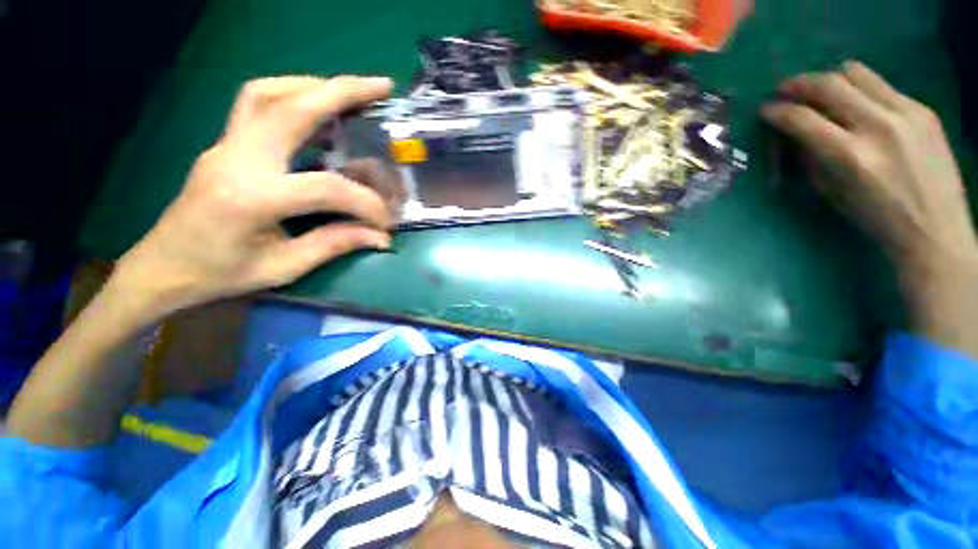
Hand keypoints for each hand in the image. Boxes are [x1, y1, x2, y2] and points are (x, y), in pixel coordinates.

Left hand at [112, 75, 397, 320]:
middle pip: (290, 107)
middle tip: (381, 86)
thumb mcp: (284, 267)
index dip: (366, 203)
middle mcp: (236, 159)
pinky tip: (317, 109)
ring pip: (268, 92)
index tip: (384, 223)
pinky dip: (292, 96)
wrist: (162, 268)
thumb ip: (334, 244)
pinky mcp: (225, 145)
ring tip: (350, 92)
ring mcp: (225, 145)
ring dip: (313, 85)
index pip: (327, 188)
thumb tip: (379, 238)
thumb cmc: (220, 274)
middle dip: (342, 91)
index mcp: (252, 198)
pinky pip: (257, 104)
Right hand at [762, 61, 975, 263]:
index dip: (778, 111)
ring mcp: (906, 113)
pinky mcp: (923, 110)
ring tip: (820, 90)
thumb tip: (795, 135)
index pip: (803, 120)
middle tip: (786, 89)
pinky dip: (860, 89)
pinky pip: (882, 85)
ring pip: (857, 73)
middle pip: (829, 84)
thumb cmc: (876, 219)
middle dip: (799, 84)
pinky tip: (856, 103)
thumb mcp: (833, 193)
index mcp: (851, 156)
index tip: (765, 110)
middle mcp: (878, 126)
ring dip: (831, 79)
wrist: (936, 229)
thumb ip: (813, 159)